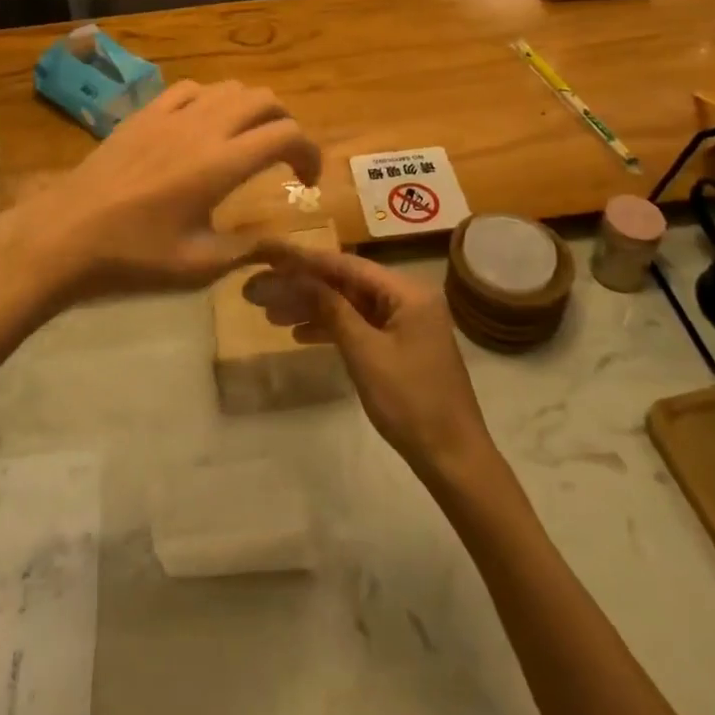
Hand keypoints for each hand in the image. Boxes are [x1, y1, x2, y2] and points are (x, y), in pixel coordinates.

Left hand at [0, 80, 321, 305]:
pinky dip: (211, 100)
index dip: (308, 153)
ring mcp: (171, 115)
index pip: (286, 135)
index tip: (306, 181)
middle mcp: (203, 128)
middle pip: (264, 100)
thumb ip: (249, 249)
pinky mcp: (144, 113)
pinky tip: (202, 127)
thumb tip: (286, 246)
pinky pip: (190, 88)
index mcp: (221, 164)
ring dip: (250, 109)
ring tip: (246, 140)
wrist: (66, 236)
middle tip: (282, 158)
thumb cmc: (134, 257)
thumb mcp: (199, 266)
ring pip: (229, 87)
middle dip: (285, 124)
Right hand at [252, 242, 495, 480]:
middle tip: (260, 291)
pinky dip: (332, 328)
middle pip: (346, 283)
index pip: (346, 265)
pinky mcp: (401, 346)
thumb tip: (300, 278)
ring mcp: (405, 323)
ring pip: (350, 305)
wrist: (453, 459)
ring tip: (271, 314)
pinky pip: (360, 325)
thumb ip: (332, 310)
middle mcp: (407, 298)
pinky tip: (300, 334)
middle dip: (303, 287)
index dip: (305, 260)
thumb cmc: (411, 402)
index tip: (270, 254)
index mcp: (407, 292)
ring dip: (313, 308)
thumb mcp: (365, 353)